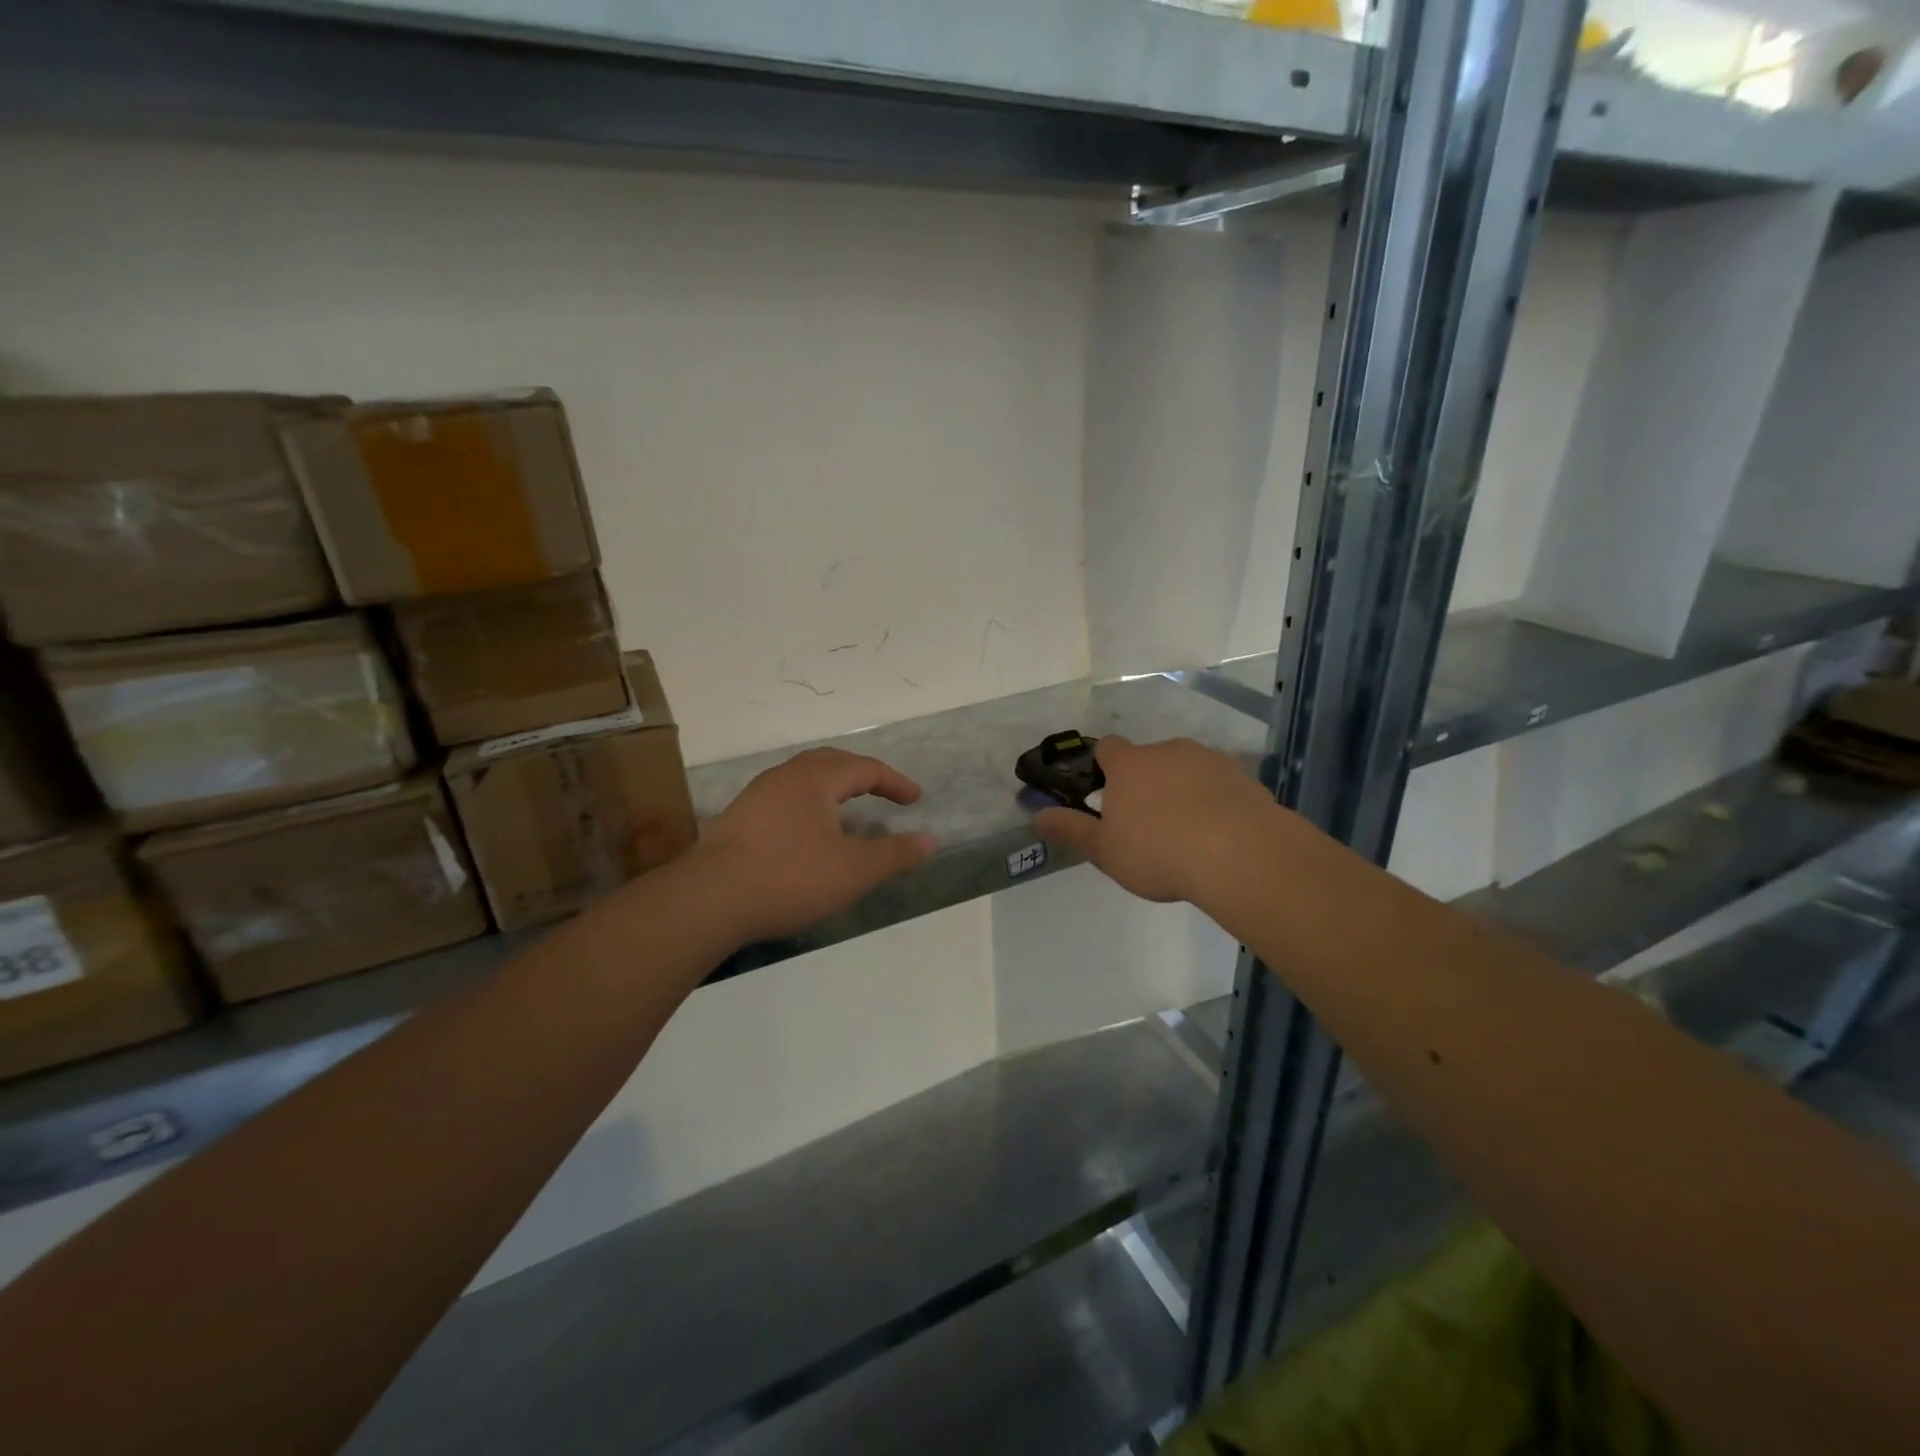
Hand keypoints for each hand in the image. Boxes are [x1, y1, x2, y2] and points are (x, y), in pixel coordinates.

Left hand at [697, 747, 937, 942]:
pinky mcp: (738, 820)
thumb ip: (895, 854)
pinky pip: (785, 800)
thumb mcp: (854, 871)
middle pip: (831, 763)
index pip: (865, 768)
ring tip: (849, 811)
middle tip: (884, 792)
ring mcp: (756, 796)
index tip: (915, 800)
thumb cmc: (789, 877)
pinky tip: (808, 834)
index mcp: (816, 778)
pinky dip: (809, 806)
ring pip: (804, 780)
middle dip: (862, 775)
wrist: (707, 900)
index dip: (894, 782)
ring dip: (833, 790)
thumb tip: (931, 839)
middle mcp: (785, 776)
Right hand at [1034, 736, 1269, 904]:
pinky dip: (1214, 802)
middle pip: (1149, 759)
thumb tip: (1036, 815)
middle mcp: (1168, 751)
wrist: (1240, 854)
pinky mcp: (1243, 777)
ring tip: (1187, 835)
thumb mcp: (1104, 850)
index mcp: (1130, 764)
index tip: (1107, 795)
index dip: (1104, 767)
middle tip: (1147, 825)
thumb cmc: (1158, 852)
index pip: (1108, 748)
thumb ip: (1071, 830)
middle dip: (1146, 783)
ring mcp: (1209, 760)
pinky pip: (1219, 786)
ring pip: (1186, 770)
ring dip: (1182, 791)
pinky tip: (1219, 837)